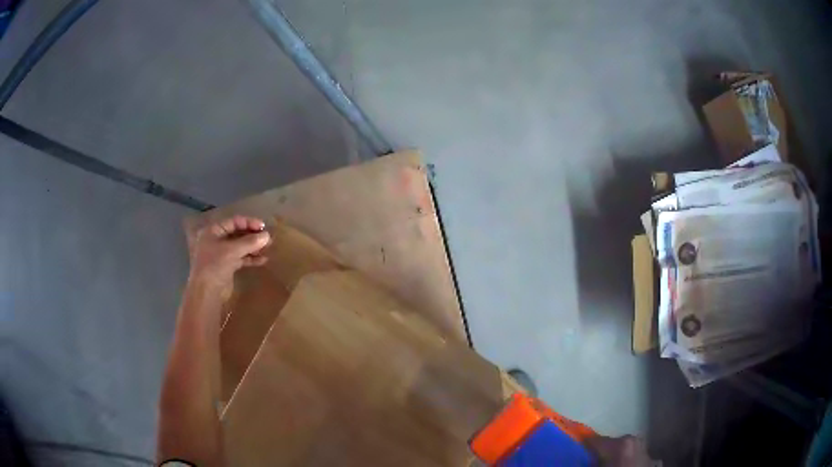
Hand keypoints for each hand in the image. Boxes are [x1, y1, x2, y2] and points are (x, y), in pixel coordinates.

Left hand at [188, 216, 270, 297]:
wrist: (206, 292)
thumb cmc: (215, 265)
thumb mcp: (232, 251)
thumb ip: (250, 242)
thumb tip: (267, 235)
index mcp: (213, 231)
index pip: (233, 222)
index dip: (249, 223)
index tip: (263, 227)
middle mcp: (216, 240)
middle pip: (237, 234)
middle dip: (252, 236)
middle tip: (268, 238)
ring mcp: (221, 254)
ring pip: (240, 247)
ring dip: (253, 248)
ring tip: (268, 249)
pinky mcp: (226, 266)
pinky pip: (240, 258)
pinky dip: (250, 258)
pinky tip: (263, 260)